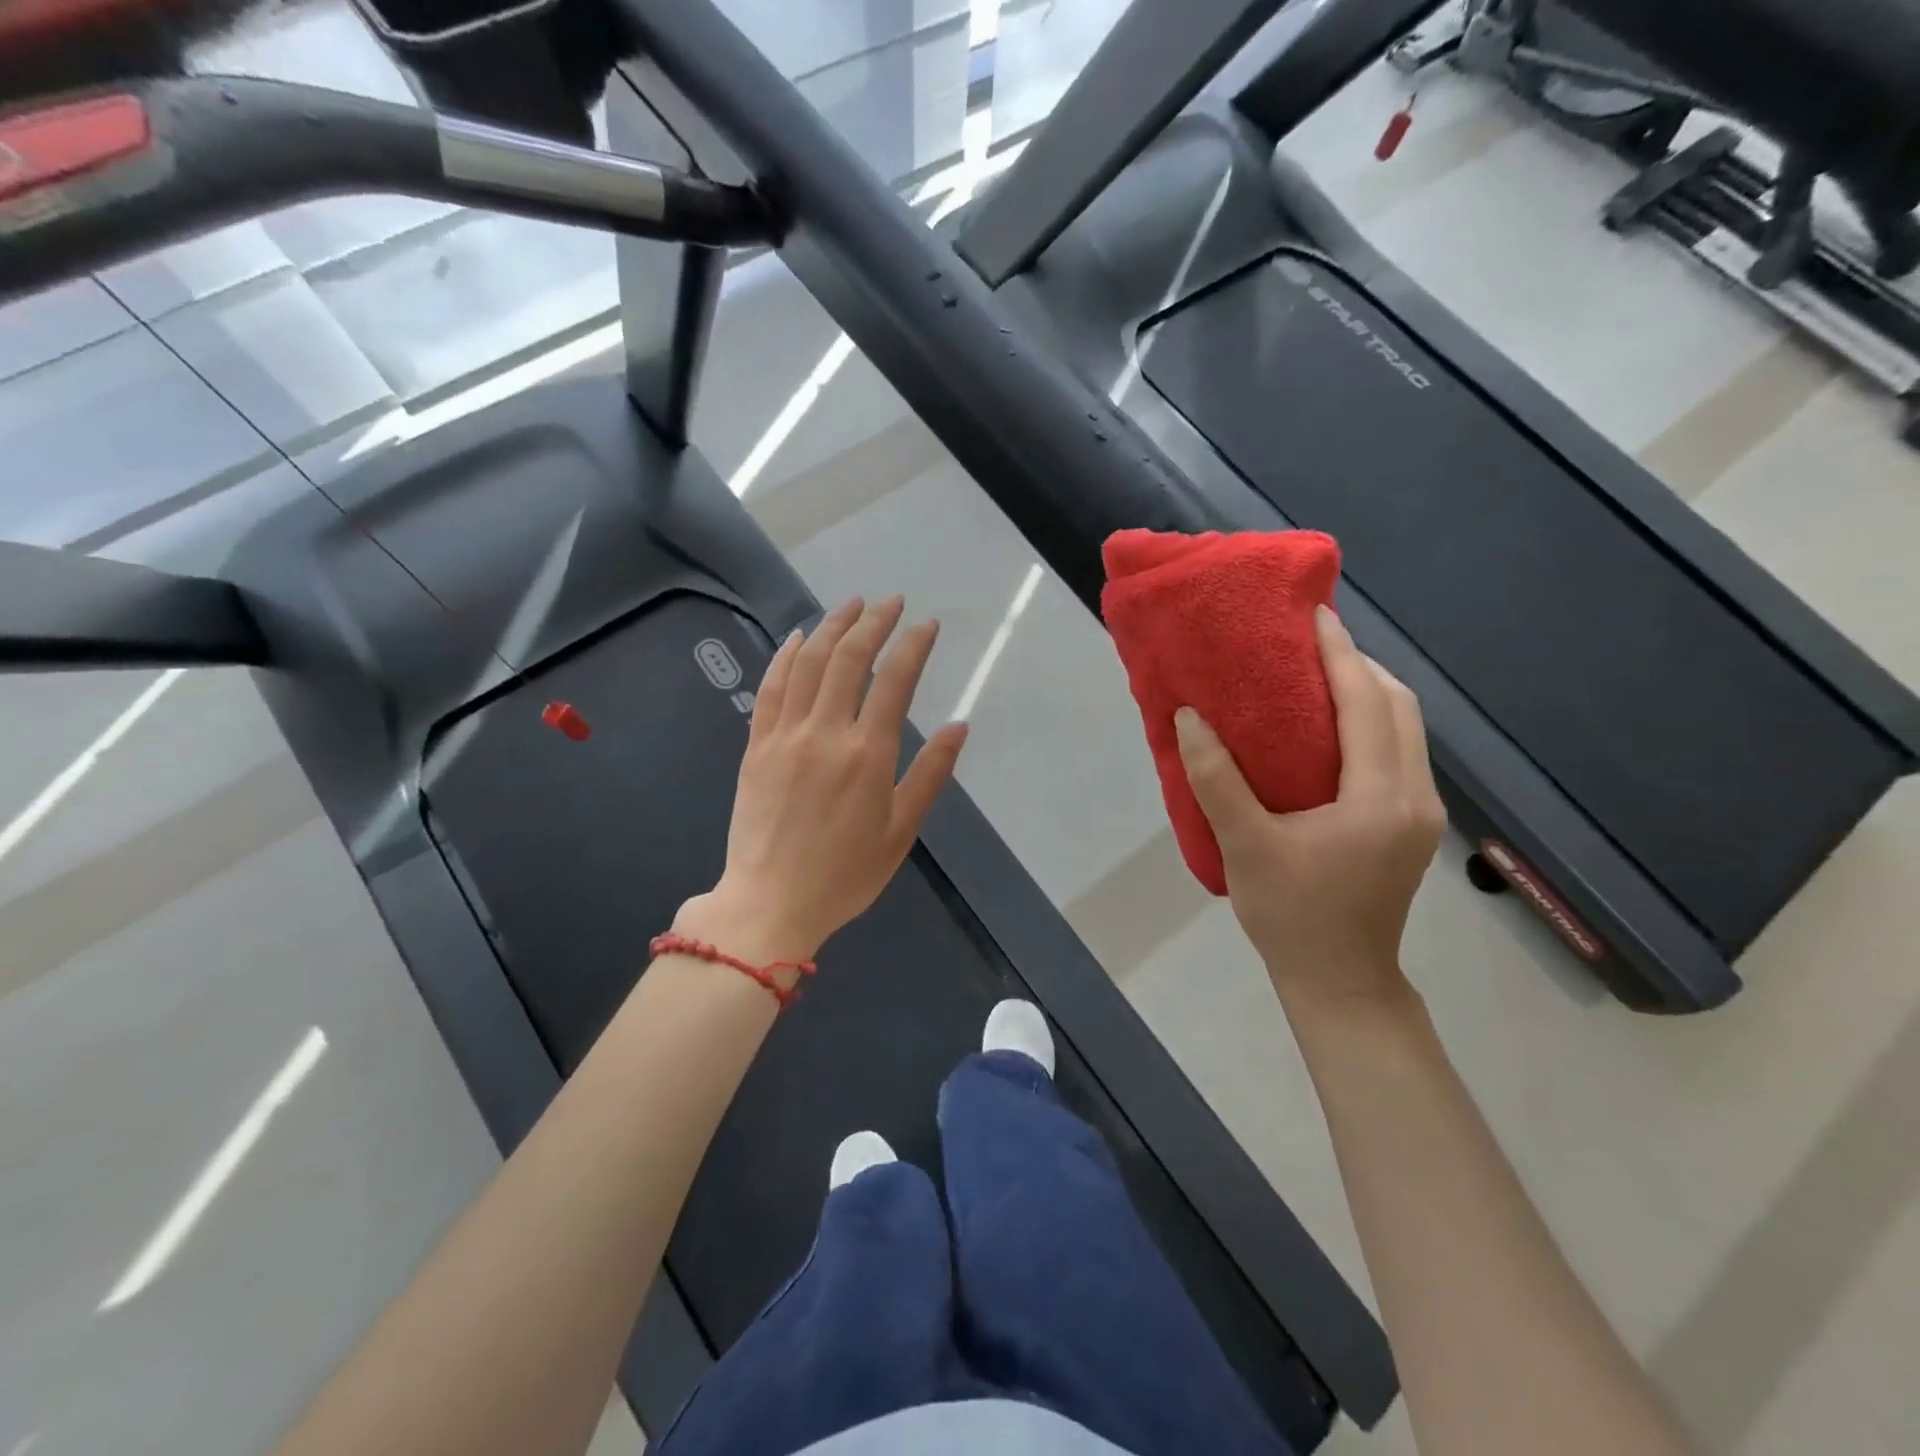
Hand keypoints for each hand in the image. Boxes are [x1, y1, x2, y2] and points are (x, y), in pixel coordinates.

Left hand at [680, 596, 967, 962]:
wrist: (770, 903)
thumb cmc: (844, 875)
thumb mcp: (900, 832)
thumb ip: (930, 775)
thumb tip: (959, 727)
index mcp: (867, 755)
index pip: (895, 681)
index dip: (913, 645)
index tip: (927, 624)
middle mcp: (825, 733)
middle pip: (849, 659)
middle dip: (874, 622)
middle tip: (892, 601)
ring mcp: (785, 735)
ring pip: (808, 663)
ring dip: (831, 627)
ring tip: (852, 605)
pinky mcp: (756, 745)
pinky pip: (771, 688)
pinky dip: (785, 656)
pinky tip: (797, 637)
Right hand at [1174, 606, 1444, 1010]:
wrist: (1339, 981)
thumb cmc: (1290, 915)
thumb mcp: (1244, 846)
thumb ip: (1216, 779)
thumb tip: (1190, 717)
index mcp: (1380, 798)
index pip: (1368, 704)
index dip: (1340, 654)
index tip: (1312, 614)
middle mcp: (1414, 797)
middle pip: (1399, 707)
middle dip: (1358, 666)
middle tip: (1306, 645)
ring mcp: (1420, 813)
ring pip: (1405, 729)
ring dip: (1367, 693)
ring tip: (1314, 677)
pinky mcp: (1411, 825)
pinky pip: (1398, 753)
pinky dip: (1369, 724)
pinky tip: (1329, 728)